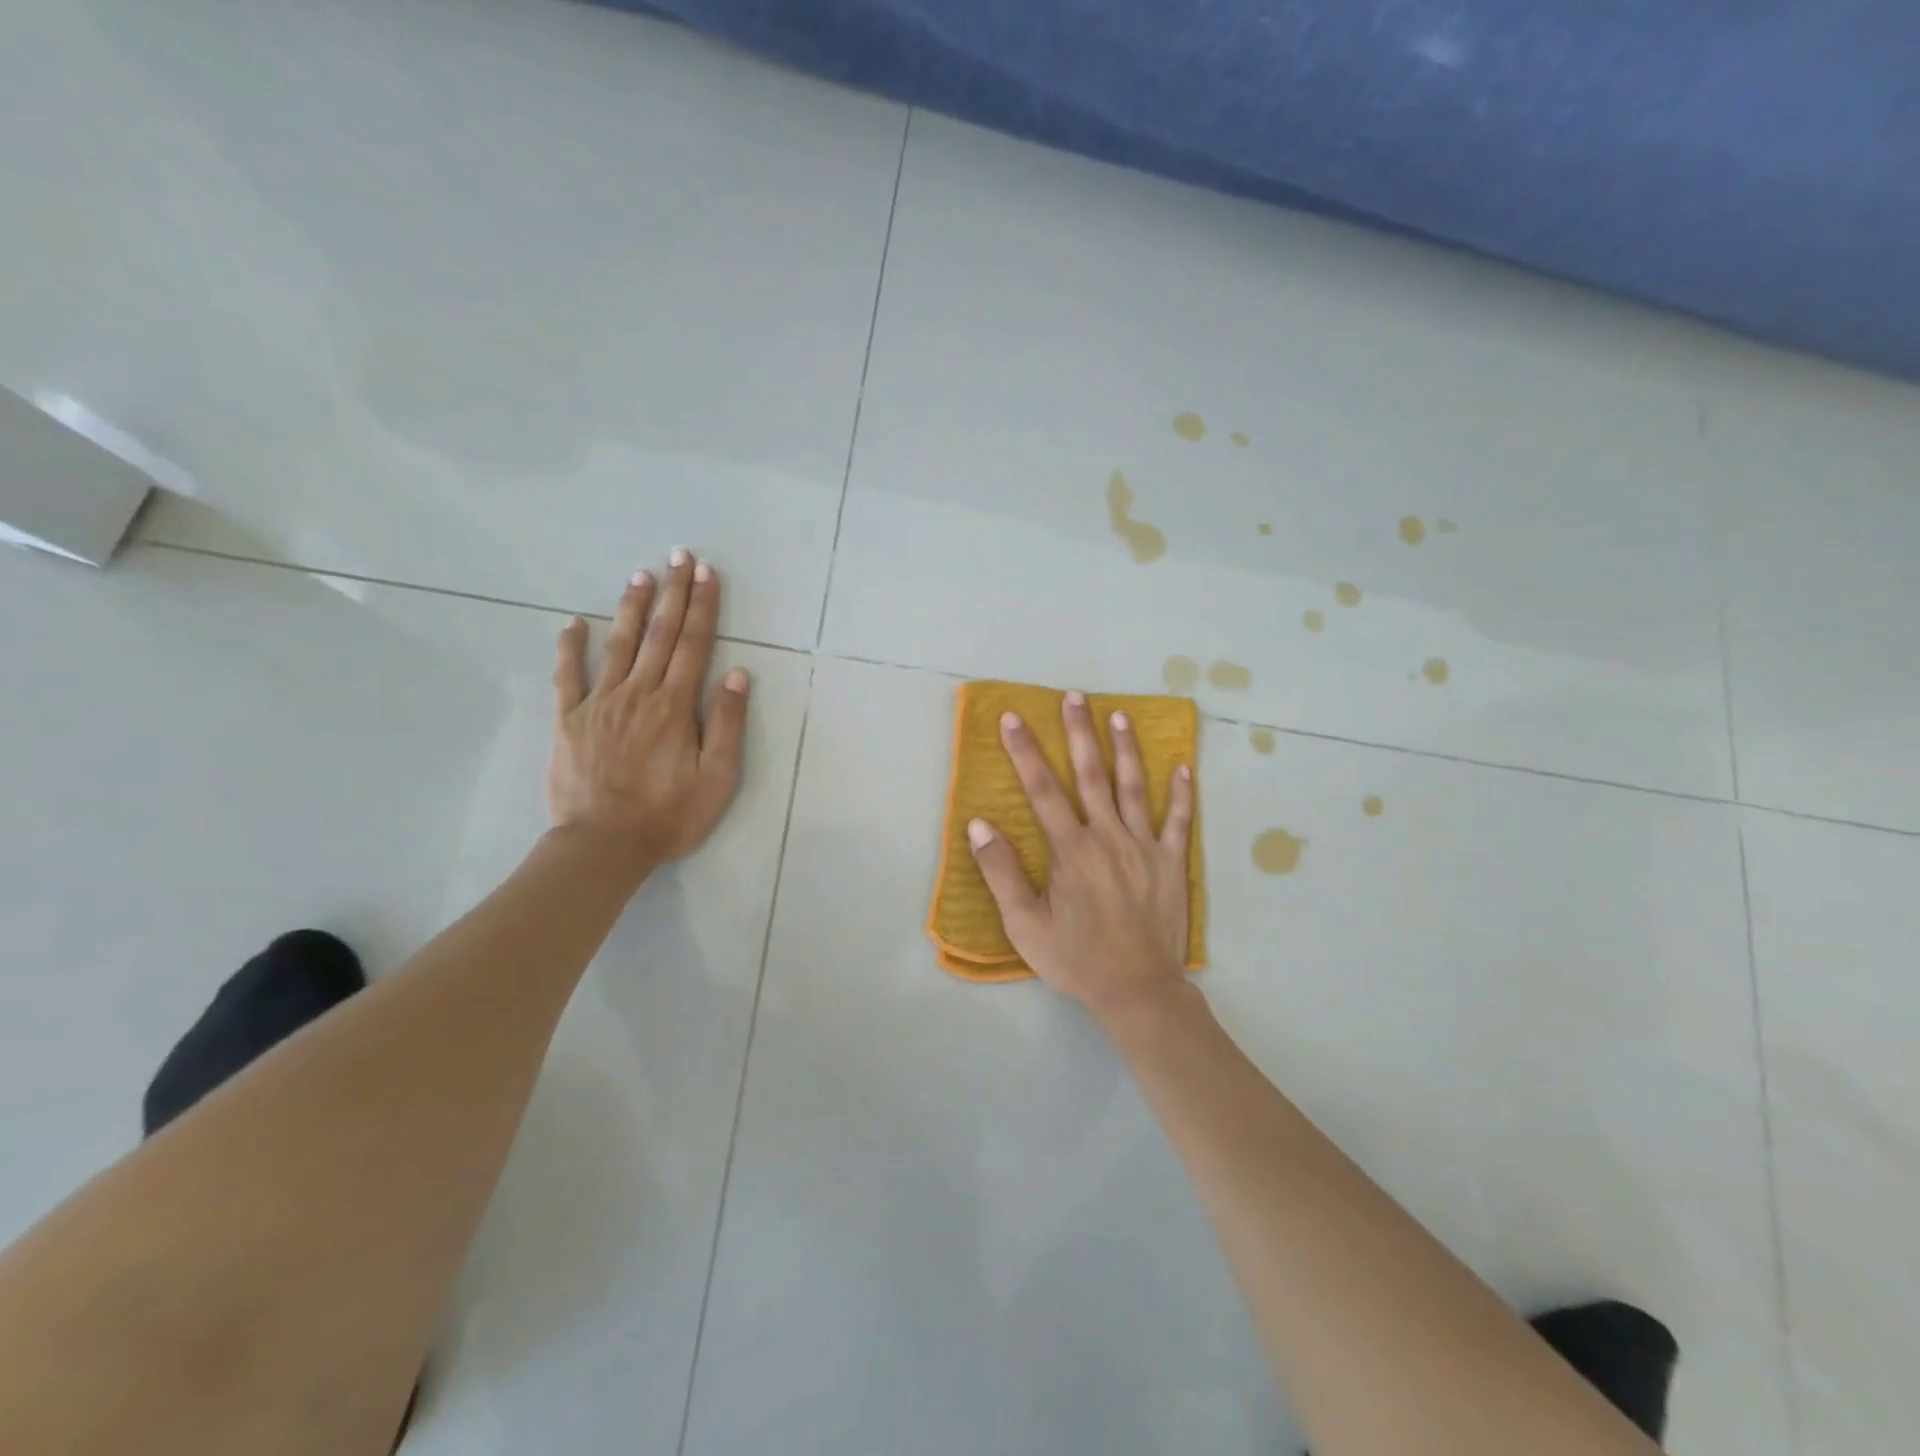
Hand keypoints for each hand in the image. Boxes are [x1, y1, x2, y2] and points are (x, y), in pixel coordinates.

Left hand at [546, 551, 748, 875]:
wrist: (603, 845)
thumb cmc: (669, 815)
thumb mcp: (717, 777)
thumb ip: (725, 724)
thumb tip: (736, 675)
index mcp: (675, 706)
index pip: (694, 645)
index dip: (703, 607)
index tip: (707, 574)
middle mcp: (639, 693)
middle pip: (660, 635)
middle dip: (673, 593)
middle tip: (679, 556)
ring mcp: (600, 704)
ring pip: (619, 645)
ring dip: (632, 608)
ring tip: (640, 575)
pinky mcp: (570, 720)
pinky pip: (568, 677)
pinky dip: (570, 648)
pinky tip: (573, 623)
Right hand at [966, 691, 1195, 1024]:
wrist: (1137, 990)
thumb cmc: (1075, 958)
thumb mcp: (1024, 923)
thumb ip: (1001, 872)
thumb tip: (980, 824)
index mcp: (1071, 849)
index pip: (1042, 789)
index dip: (1025, 752)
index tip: (1013, 719)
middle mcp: (1108, 837)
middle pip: (1091, 774)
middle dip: (1079, 732)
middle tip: (1074, 696)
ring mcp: (1144, 847)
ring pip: (1134, 787)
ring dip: (1126, 748)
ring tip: (1119, 715)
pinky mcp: (1171, 863)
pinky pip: (1179, 821)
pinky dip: (1182, 794)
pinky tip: (1183, 766)